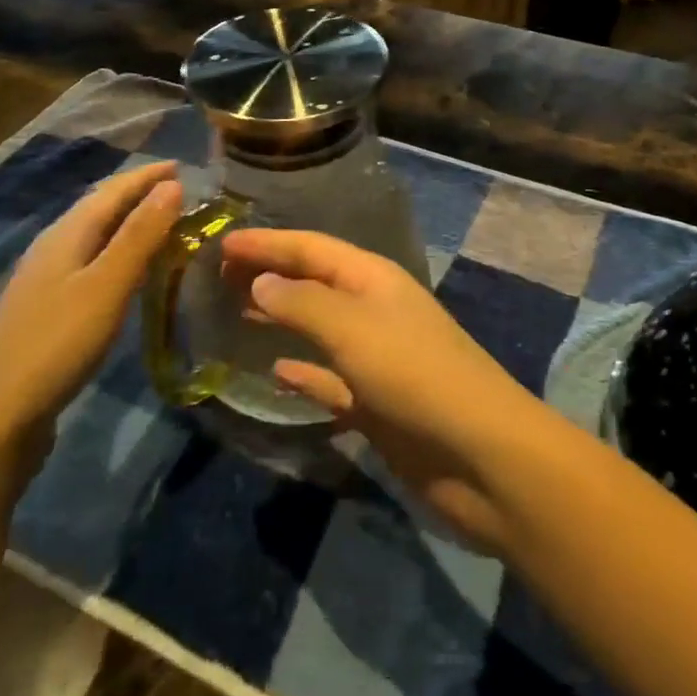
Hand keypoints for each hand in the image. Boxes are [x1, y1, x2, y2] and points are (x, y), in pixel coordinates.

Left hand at [0, 162, 182, 464]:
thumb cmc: (56, 344)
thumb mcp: (108, 285)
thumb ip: (140, 235)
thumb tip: (172, 184)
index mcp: (66, 234)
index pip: (112, 190)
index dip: (147, 175)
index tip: (185, 166)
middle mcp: (53, 248)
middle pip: (100, 208)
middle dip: (139, 194)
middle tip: (183, 192)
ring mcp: (46, 280)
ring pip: (96, 236)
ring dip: (131, 224)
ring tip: (167, 225)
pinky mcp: (48, 310)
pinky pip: (92, 263)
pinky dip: (120, 253)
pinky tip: (133, 272)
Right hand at [222, 229, 554, 550]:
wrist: (478, 454)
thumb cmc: (415, 376)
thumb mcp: (354, 330)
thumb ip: (303, 304)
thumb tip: (260, 281)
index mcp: (374, 280)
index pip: (312, 248)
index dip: (268, 242)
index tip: (221, 242)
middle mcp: (374, 310)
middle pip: (314, 283)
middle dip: (271, 274)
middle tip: (218, 276)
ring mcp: (376, 357)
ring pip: (319, 328)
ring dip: (282, 318)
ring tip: (236, 312)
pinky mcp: (375, 402)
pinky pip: (329, 378)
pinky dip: (303, 372)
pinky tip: (275, 372)